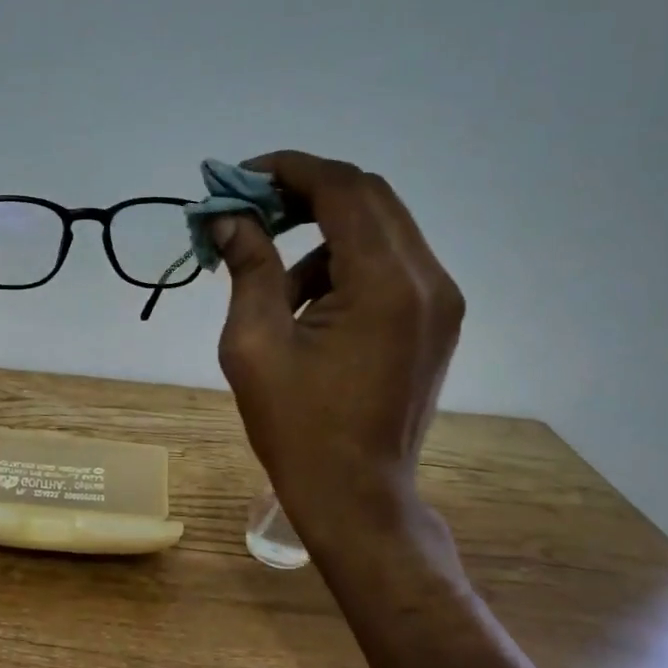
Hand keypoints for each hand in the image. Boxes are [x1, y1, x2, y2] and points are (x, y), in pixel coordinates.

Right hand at [211, 151, 464, 549]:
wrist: (358, 497)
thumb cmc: (298, 427)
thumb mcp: (253, 343)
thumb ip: (248, 267)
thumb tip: (227, 218)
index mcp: (385, 284)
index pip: (341, 188)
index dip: (287, 169)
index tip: (239, 178)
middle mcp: (427, 279)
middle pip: (368, 195)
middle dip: (304, 191)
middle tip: (250, 210)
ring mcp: (440, 300)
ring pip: (379, 226)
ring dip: (321, 230)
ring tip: (272, 277)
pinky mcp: (436, 319)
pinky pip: (389, 261)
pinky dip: (344, 260)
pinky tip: (307, 305)